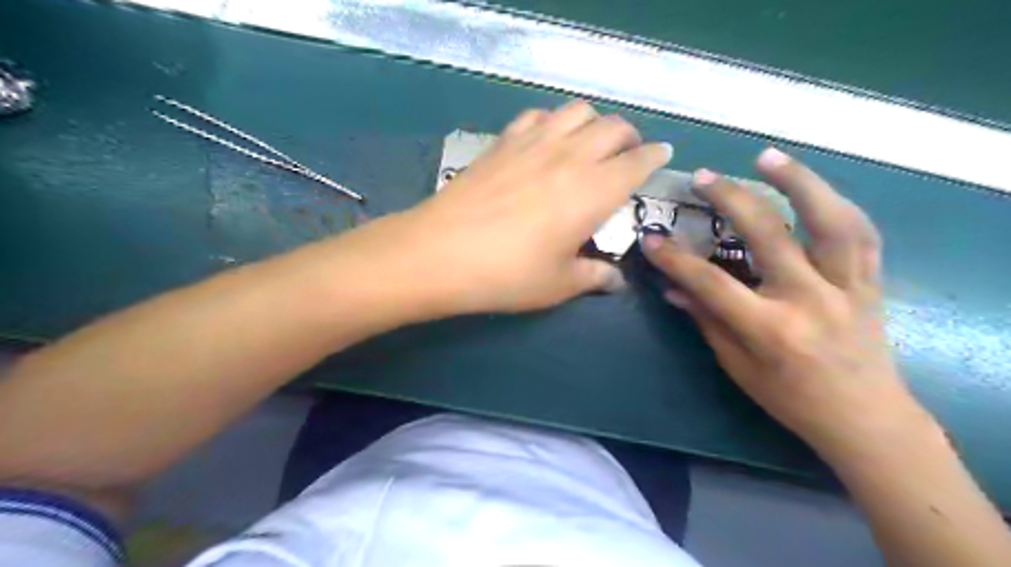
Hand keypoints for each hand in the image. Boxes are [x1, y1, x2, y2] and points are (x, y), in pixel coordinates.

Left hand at [353, 103, 674, 313]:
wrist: (440, 253)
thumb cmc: (507, 274)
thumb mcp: (558, 284)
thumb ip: (594, 277)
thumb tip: (615, 280)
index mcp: (594, 191)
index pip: (637, 162)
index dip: (655, 156)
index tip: (662, 155)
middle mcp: (571, 156)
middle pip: (613, 127)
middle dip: (629, 137)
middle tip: (627, 155)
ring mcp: (534, 142)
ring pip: (578, 111)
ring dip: (594, 123)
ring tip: (589, 144)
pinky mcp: (503, 141)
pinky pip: (538, 115)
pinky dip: (553, 121)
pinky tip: (546, 140)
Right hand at [643, 148, 921, 462]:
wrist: (865, 418)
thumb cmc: (791, 398)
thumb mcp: (737, 366)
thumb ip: (706, 319)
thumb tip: (672, 286)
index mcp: (770, 330)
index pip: (711, 282)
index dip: (675, 258)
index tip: (650, 238)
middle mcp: (810, 300)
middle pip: (768, 235)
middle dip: (731, 200)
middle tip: (704, 177)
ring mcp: (848, 287)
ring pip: (829, 220)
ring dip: (798, 182)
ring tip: (767, 156)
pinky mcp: (871, 281)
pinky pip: (860, 232)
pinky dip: (835, 202)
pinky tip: (812, 187)